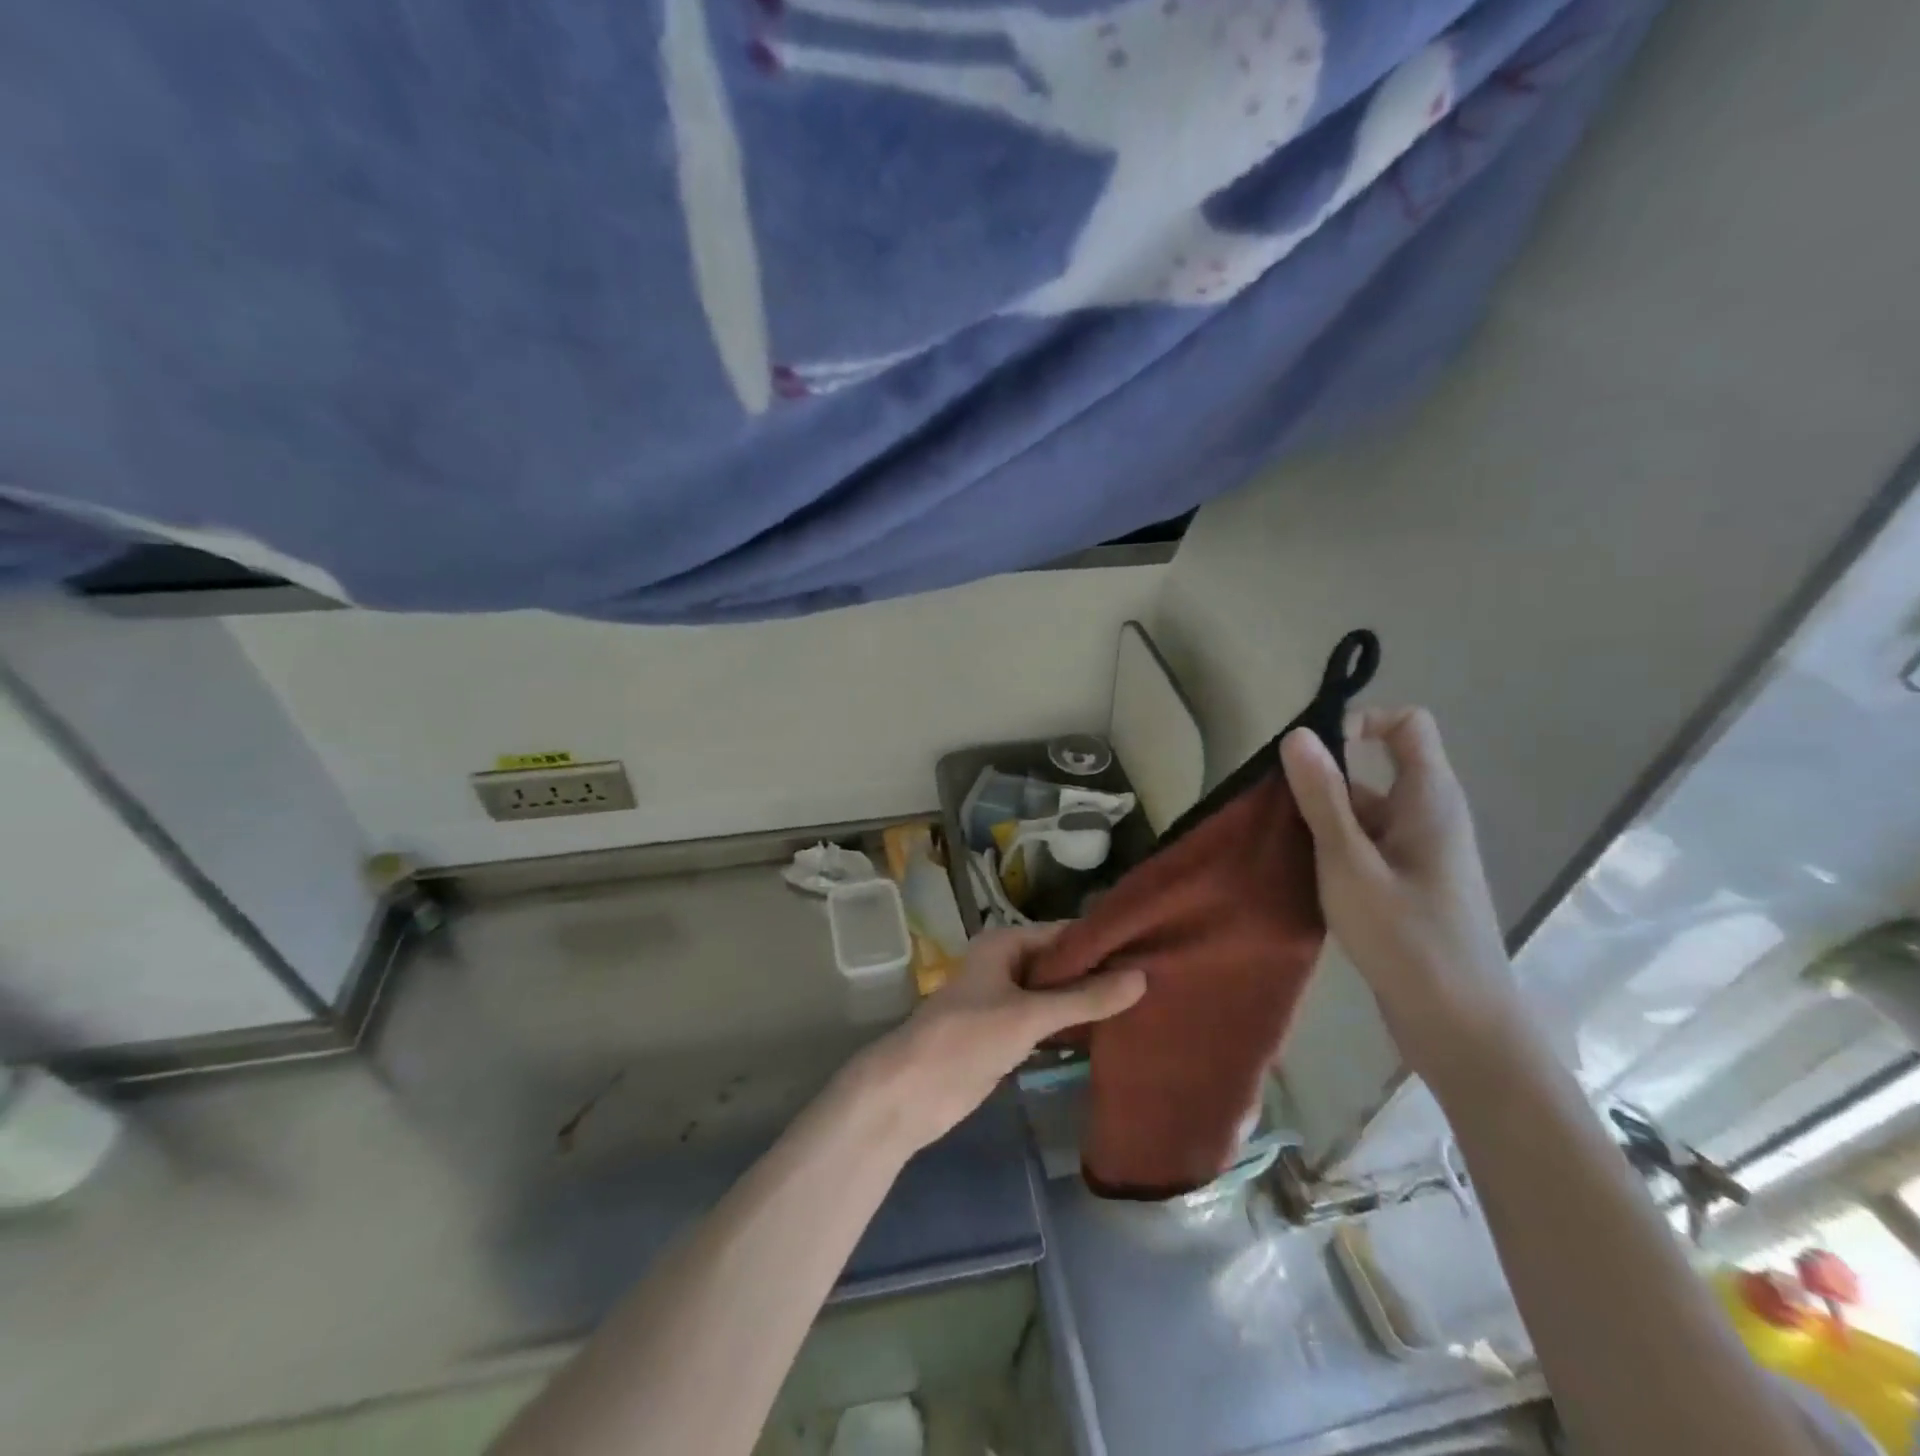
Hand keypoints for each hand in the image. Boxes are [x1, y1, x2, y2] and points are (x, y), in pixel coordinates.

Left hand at [858, 925, 1145, 1151]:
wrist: (912, 1091)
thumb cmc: (966, 1038)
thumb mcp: (1029, 1014)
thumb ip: (1085, 998)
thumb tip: (1142, 977)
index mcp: (1005, 944)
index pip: (1065, 933)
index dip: (1104, 942)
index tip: (1151, 948)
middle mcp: (1006, 965)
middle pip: (1061, 964)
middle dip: (1100, 974)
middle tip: (1157, 981)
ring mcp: (1005, 1002)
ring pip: (1056, 996)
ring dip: (1089, 1002)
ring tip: (1145, 1005)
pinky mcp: (1006, 1036)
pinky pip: (1048, 1023)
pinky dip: (1073, 1026)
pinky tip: (1111, 1034)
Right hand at [1280, 708, 1520, 1090]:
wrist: (1460, 1026)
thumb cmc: (1407, 938)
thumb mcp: (1350, 863)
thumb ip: (1323, 798)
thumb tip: (1298, 735)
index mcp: (1429, 799)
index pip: (1407, 725)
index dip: (1362, 722)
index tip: (1313, 753)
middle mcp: (1429, 817)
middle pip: (1374, 771)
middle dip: (1323, 782)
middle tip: (1278, 812)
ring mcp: (1419, 854)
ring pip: (1364, 813)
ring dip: (1322, 821)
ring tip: (1281, 849)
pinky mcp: (1407, 885)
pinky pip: (1366, 846)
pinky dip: (1333, 850)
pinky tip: (1303, 877)